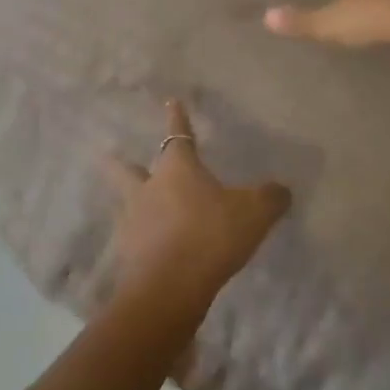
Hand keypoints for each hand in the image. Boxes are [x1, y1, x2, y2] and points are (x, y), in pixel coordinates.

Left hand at [102, 100, 291, 320]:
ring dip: (125, 199)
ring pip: (124, 202)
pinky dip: (136, 237)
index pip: (178, 134)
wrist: (170, 287)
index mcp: (178, 169)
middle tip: (108, 153)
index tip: (170, 101)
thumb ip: (270, 198)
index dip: (177, 117)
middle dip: (120, 161)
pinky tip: (143, 244)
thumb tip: (282, 190)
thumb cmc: (212, 235)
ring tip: (126, 202)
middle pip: (128, 169)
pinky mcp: (128, 253)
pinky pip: (130, 237)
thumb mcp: (254, 214)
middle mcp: (149, 188)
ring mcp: (134, 221)